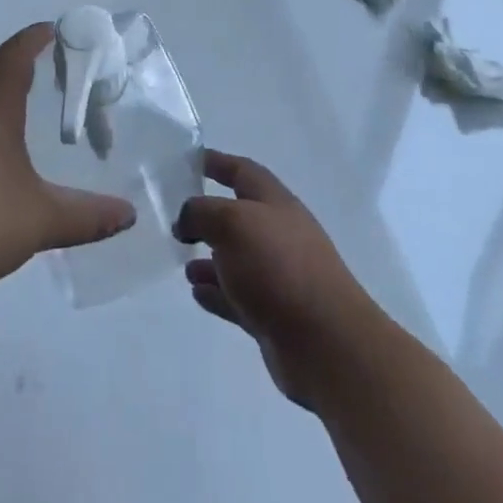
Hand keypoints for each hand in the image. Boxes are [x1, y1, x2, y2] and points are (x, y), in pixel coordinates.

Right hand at [174, 150, 378, 408]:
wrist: (325, 342)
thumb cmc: (278, 266)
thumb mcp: (232, 223)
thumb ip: (201, 212)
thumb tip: (186, 219)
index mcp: (274, 202)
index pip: (242, 171)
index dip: (217, 162)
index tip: (189, 160)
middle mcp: (278, 233)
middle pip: (239, 215)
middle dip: (208, 215)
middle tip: (177, 220)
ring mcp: (278, 275)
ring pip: (236, 259)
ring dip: (209, 258)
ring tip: (183, 262)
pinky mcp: (273, 315)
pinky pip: (237, 296)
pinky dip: (216, 292)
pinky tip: (196, 293)